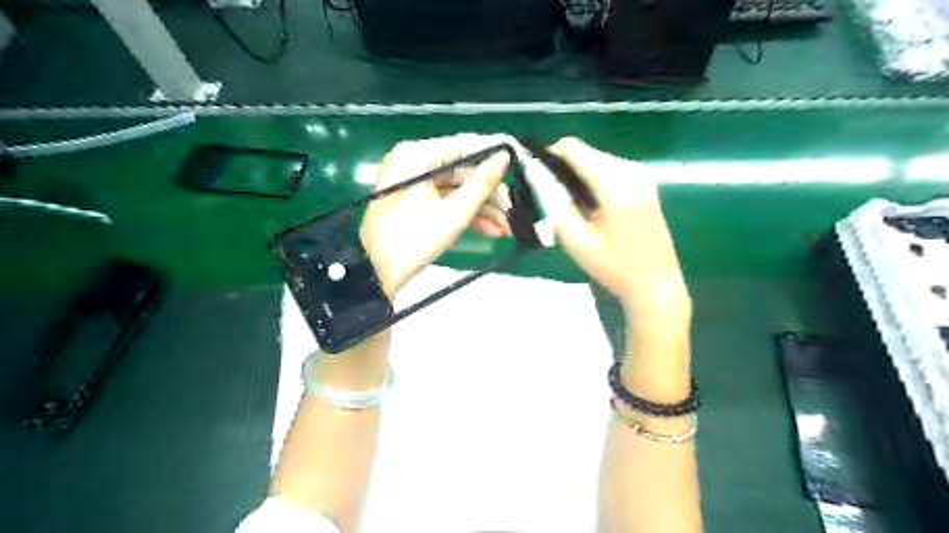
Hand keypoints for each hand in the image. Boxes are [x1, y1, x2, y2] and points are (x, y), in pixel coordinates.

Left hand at [361, 133, 510, 298]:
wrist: (377, 273)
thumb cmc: (413, 240)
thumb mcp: (454, 213)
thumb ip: (482, 184)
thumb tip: (505, 157)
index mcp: (417, 156)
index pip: (464, 145)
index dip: (496, 151)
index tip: (523, 156)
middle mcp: (415, 162)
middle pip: (464, 171)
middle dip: (491, 194)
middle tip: (516, 209)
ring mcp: (415, 182)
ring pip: (458, 188)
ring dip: (484, 208)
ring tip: (509, 228)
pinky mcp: (417, 200)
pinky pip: (447, 200)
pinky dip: (467, 214)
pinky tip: (492, 230)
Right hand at [533, 138, 690, 320]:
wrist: (655, 284)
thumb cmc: (613, 267)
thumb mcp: (576, 241)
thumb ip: (555, 205)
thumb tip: (542, 179)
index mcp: (614, 184)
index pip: (573, 148)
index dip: (550, 156)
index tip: (538, 177)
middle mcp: (630, 171)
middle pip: (586, 151)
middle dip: (565, 167)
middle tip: (553, 197)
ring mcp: (642, 176)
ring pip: (598, 158)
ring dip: (580, 174)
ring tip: (572, 204)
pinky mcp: (646, 184)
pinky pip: (611, 169)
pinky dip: (595, 179)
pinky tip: (591, 204)